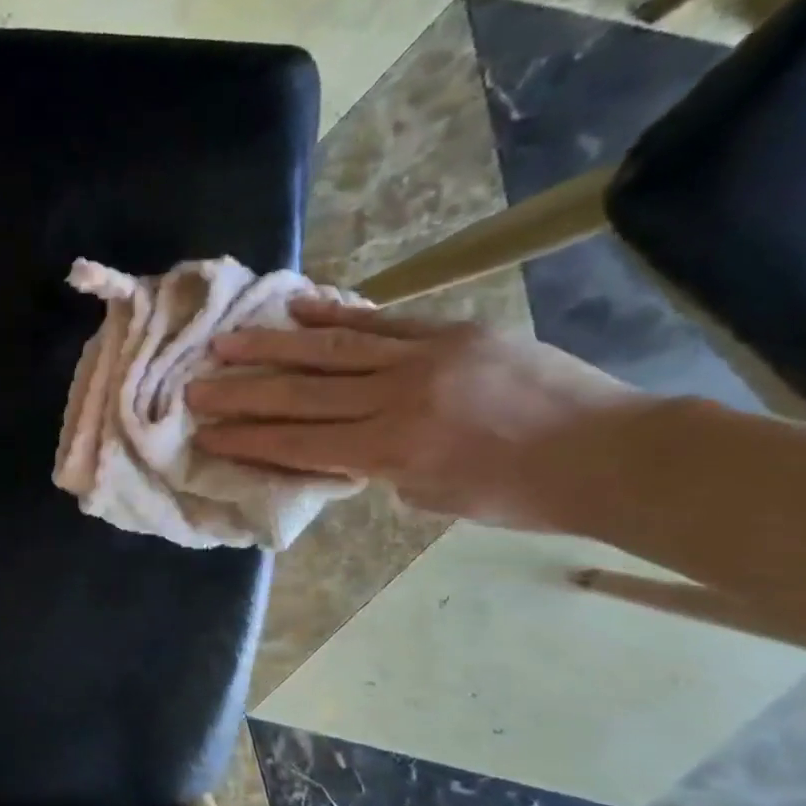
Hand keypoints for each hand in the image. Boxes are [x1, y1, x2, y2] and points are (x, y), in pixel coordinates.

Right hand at [186, 294, 639, 528]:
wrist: (611, 452)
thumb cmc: (518, 494)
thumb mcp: (431, 498)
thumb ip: (378, 469)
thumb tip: (342, 447)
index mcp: (391, 451)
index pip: (299, 442)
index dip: (247, 438)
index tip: (206, 432)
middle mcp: (397, 399)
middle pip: (301, 394)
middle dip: (241, 393)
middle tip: (193, 387)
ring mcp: (424, 357)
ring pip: (330, 350)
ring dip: (271, 347)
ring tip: (225, 342)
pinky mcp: (450, 331)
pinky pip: (380, 322)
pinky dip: (334, 316)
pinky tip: (296, 308)